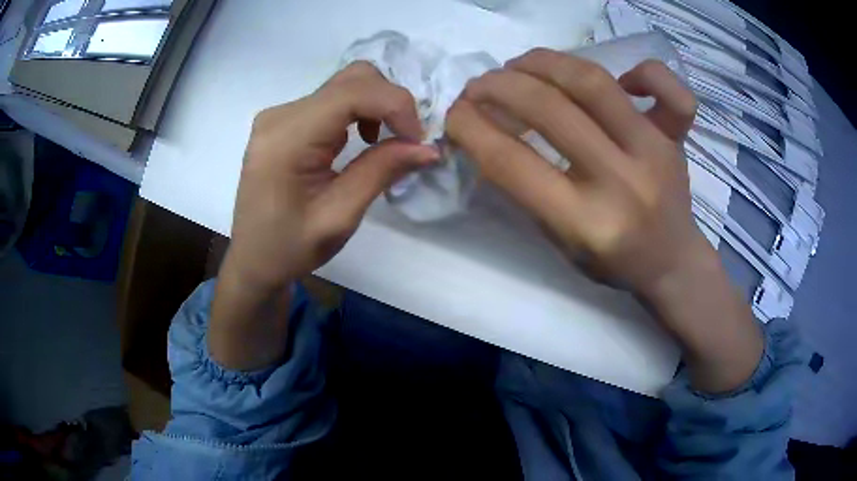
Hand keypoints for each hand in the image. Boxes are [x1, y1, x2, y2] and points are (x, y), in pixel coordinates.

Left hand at [210, 62, 437, 369]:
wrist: (253, 261)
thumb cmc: (290, 248)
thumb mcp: (339, 217)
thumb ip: (381, 171)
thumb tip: (428, 147)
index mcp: (287, 138)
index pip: (352, 92)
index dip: (396, 106)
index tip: (418, 140)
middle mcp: (280, 115)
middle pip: (351, 79)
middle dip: (390, 102)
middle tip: (406, 141)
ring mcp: (280, 115)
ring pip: (344, 85)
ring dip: (376, 106)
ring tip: (385, 143)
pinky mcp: (284, 121)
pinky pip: (331, 100)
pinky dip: (359, 112)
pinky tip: (361, 140)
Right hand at [446, 50, 761, 392]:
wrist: (671, 264)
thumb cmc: (611, 261)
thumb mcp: (557, 241)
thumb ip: (525, 188)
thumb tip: (487, 129)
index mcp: (585, 224)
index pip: (510, 162)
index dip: (469, 127)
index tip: (454, 114)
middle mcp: (621, 183)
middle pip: (548, 108)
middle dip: (497, 86)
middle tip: (479, 85)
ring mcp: (655, 153)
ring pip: (593, 81)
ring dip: (543, 63)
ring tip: (521, 66)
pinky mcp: (677, 139)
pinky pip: (672, 91)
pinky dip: (645, 72)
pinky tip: (623, 79)